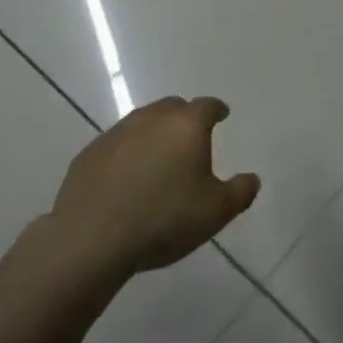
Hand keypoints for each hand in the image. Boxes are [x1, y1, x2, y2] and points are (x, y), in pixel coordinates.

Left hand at [50, 96, 259, 276]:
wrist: (92, 237)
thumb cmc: (164, 219)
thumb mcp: (215, 212)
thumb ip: (240, 193)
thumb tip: (252, 179)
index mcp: (186, 125)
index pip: (207, 106)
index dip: (216, 109)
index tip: (221, 115)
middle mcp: (151, 119)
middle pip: (173, 107)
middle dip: (184, 117)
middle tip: (191, 138)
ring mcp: (117, 133)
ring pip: (142, 122)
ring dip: (154, 133)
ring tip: (159, 159)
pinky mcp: (90, 153)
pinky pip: (117, 144)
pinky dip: (127, 153)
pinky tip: (127, 178)